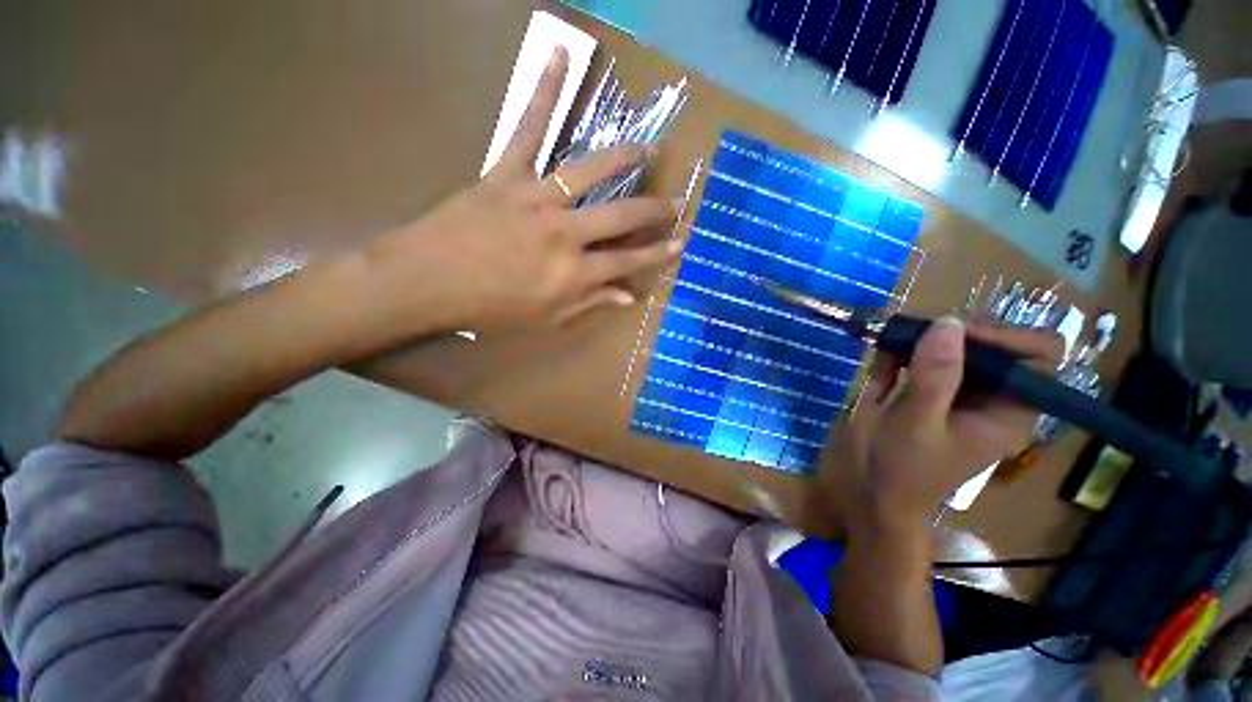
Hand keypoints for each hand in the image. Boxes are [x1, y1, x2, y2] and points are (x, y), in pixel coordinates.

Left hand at [362, 48, 681, 332]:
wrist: (427, 281)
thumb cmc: (490, 308)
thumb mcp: (546, 318)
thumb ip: (589, 304)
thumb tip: (628, 296)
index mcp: (573, 272)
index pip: (628, 261)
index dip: (657, 253)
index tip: (680, 242)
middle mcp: (565, 233)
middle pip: (621, 216)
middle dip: (654, 210)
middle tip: (678, 203)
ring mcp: (536, 198)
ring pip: (589, 171)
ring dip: (624, 158)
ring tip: (649, 149)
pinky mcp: (506, 174)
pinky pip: (528, 130)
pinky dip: (544, 93)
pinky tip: (561, 58)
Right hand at [845, 316, 1064, 532]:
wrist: (870, 494)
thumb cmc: (900, 468)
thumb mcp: (917, 423)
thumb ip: (935, 375)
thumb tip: (949, 321)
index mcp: (1009, 410)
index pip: (1038, 353)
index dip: (1003, 336)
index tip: (952, 335)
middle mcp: (991, 396)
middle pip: (991, 343)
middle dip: (949, 336)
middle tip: (908, 338)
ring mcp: (958, 393)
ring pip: (951, 346)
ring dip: (916, 345)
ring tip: (886, 356)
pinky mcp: (929, 393)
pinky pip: (921, 359)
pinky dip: (898, 358)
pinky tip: (879, 374)